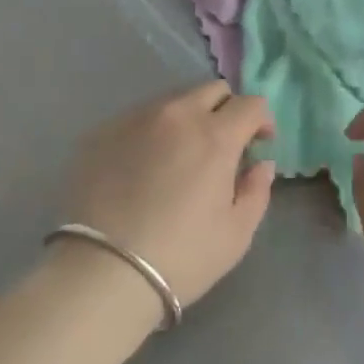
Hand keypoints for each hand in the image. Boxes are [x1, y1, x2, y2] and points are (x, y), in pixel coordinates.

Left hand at [63, 81, 275, 311]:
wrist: (101, 273)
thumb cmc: (180, 257)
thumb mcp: (235, 235)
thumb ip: (256, 191)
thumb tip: (261, 165)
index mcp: (215, 135)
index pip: (250, 104)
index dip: (261, 120)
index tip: (259, 143)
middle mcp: (177, 114)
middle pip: (212, 90)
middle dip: (226, 110)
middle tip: (222, 145)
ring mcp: (136, 118)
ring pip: (173, 101)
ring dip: (187, 119)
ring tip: (179, 155)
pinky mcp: (103, 131)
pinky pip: (138, 118)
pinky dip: (151, 133)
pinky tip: (143, 167)